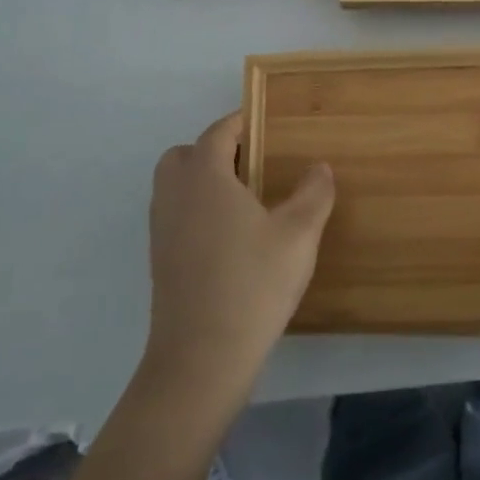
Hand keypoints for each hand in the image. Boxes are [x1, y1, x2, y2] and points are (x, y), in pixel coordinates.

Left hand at [141, 112, 335, 401]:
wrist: (202, 357)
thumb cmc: (253, 284)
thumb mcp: (299, 235)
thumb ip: (314, 193)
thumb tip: (319, 167)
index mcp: (205, 178)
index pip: (217, 134)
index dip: (240, 123)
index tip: (264, 122)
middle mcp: (175, 196)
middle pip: (183, 155)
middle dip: (213, 150)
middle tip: (252, 164)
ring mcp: (162, 230)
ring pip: (174, 186)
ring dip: (202, 180)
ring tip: (244, 200)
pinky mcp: (160, 260)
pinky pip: (174, 215)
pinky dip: (195, 209)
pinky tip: (230, 236)